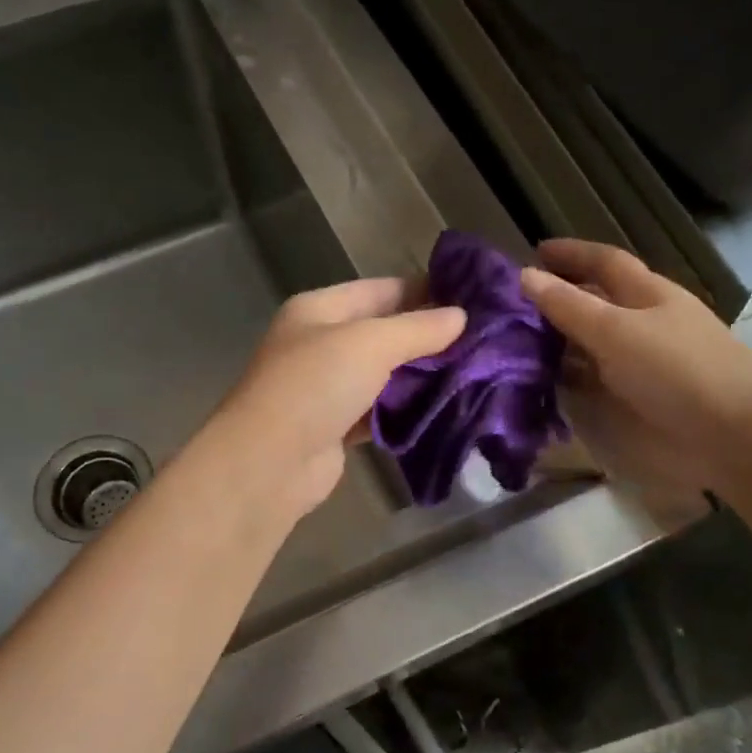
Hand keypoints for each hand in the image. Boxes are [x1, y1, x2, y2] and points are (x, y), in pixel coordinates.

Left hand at [208, 278, 464, 519]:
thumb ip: (418, 329)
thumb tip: (461, 317)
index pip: (380, 290)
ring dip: (420, 377)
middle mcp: (320, 344)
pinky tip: (441, 410)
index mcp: (319, 310)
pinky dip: (405, 411)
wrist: (270, 462)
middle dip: (428, 337)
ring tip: (472, 374)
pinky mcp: (336, 428)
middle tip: (481, 342)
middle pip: (383, 333)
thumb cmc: (315, 386)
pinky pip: (379, 412)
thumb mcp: (370, 343)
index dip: (425, 291)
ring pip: (383, 375)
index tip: (471, 300)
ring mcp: (327, 389)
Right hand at [521, 240, 751, 500]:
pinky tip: (544, 386)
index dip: (571, 254)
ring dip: (559, 344)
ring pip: (593, 345)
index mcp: (647, 294)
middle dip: (560, 300)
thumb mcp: (617, 331)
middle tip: (511, 307)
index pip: (604, 262)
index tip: (533, 252)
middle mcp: (645, 323)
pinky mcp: (640, 400)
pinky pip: (595, 382)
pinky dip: (569, 380)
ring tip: (515, 346)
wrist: (733, 434)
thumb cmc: (678, 370)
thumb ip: (569, 307)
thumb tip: (525, 276)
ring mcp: (643, 364)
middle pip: (598, 303)